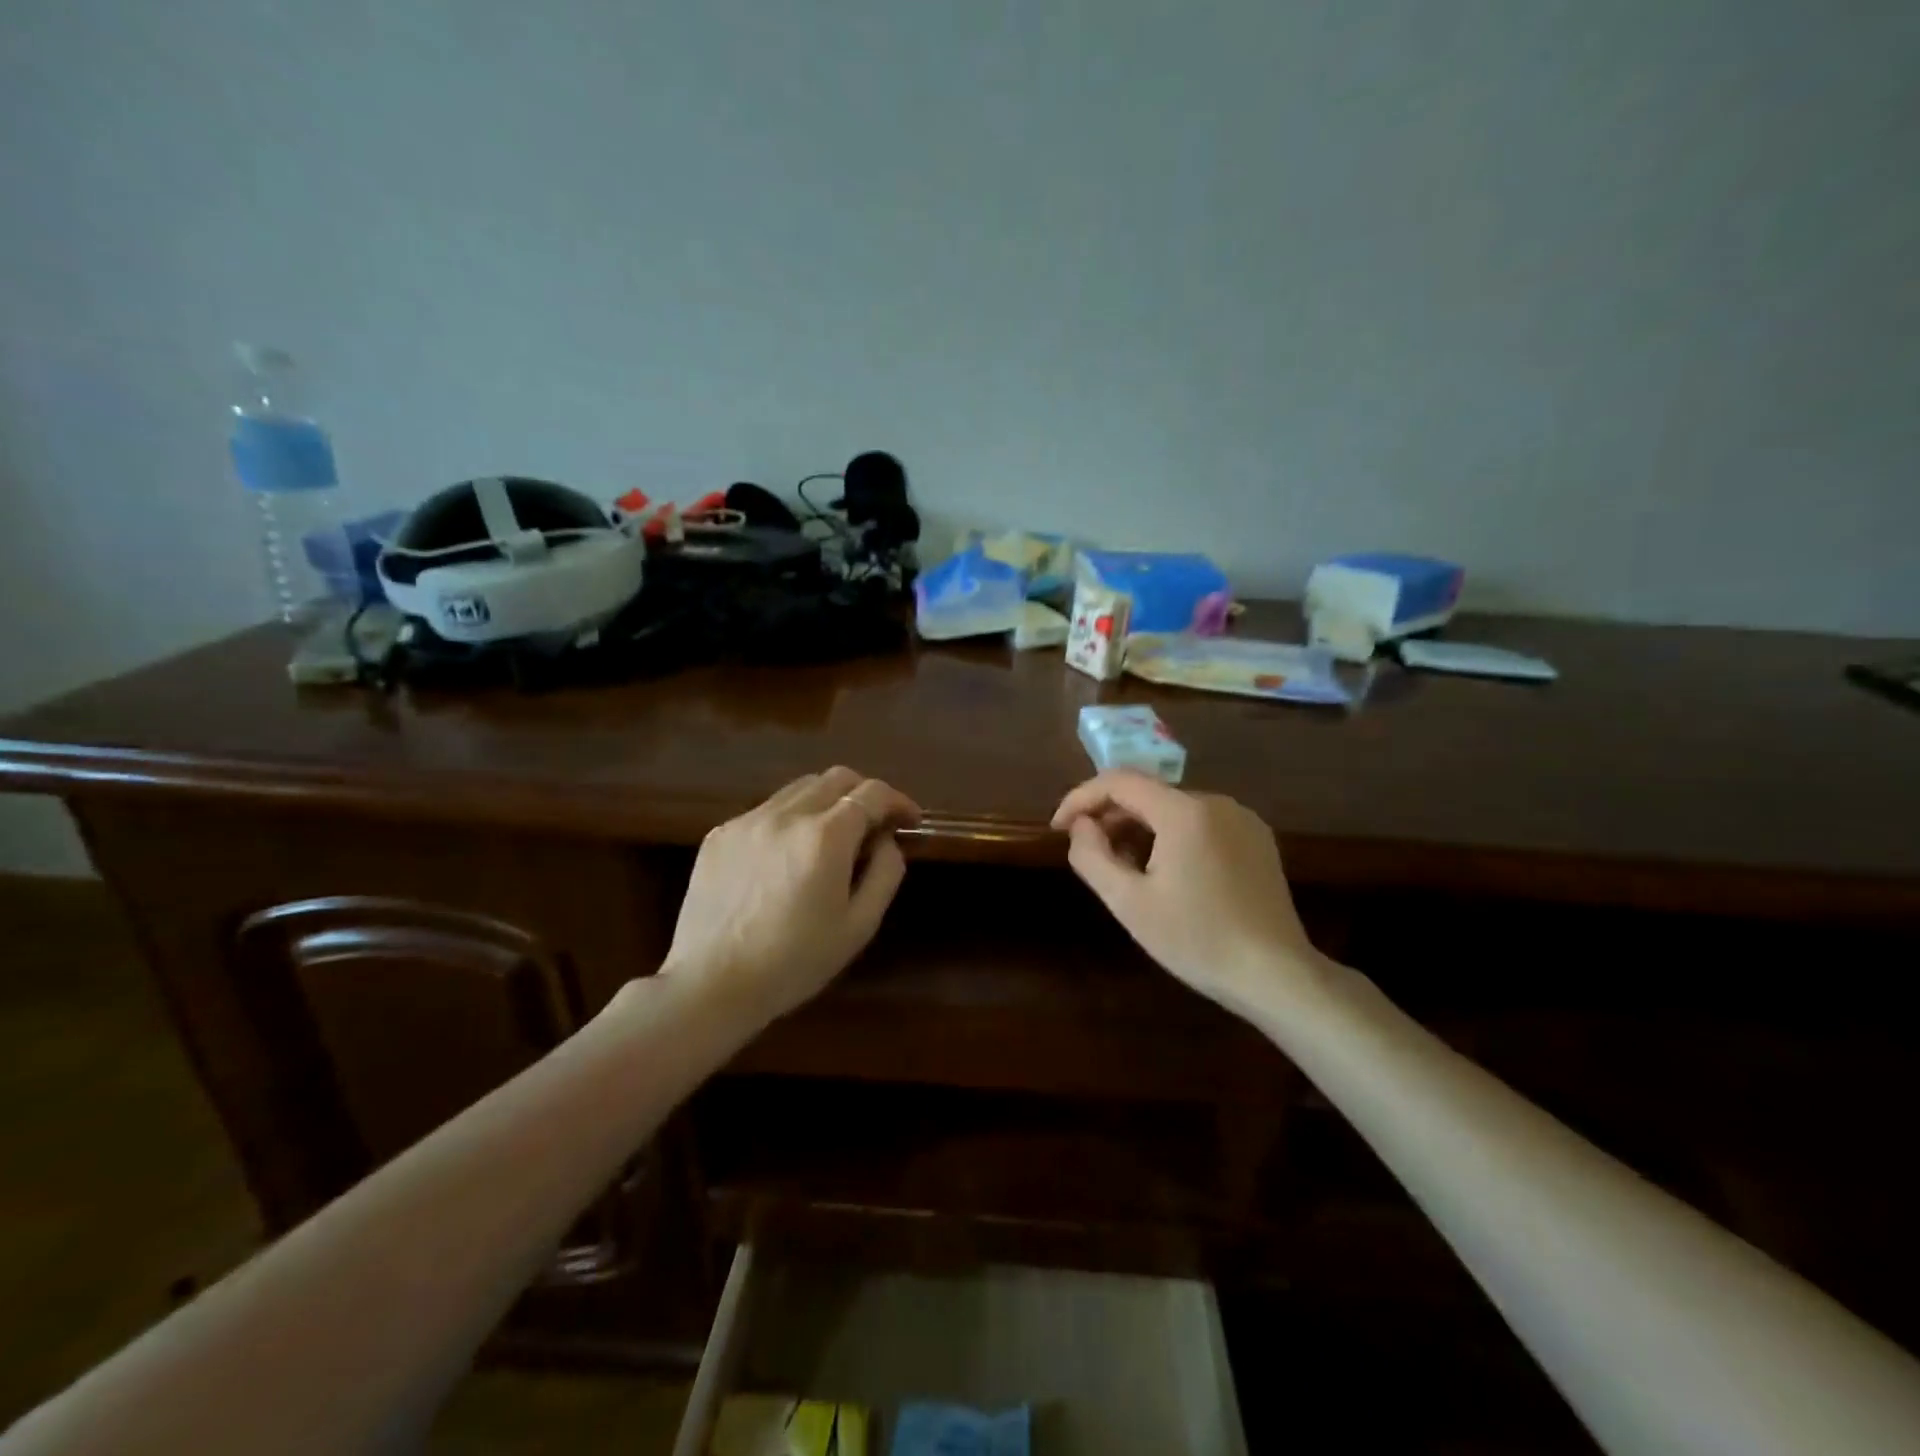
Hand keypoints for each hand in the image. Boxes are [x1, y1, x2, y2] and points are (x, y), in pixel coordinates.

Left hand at [660, 766, 920, 1026]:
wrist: (710, 985)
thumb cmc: (794, 963)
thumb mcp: (859, 926)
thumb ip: (884, 873)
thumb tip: (886, 840)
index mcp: (825, 837)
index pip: (872, 793)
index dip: (898, 801)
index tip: (910, 820)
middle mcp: (786, 815)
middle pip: (837, 777)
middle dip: (864, 793)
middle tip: (874, 824)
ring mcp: (748, 821)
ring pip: (799, 789)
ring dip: (826, 802)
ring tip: (830, 838)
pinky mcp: (720, 834)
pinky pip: (766, 811)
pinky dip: (790, 820)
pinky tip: (786, 857)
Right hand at [1052, 770, 1321, 1016]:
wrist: (1276, 975)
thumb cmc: (1196, 939)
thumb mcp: (1129, 903)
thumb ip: (1092, 856)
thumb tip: (1081, 826)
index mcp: (1185, 812)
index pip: (1119, 782)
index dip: (1080, 798)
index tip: (1058, 828)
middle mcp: (1216, 802)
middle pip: (1148, 794)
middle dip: (1110, 817)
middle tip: (1087, 852)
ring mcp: (1242, 819)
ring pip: (1174, 809)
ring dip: (1140, 828)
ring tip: (1123, 867)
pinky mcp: (1257, 840)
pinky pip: (1201, 824)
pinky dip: (1172, 836)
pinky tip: (1166, 873)